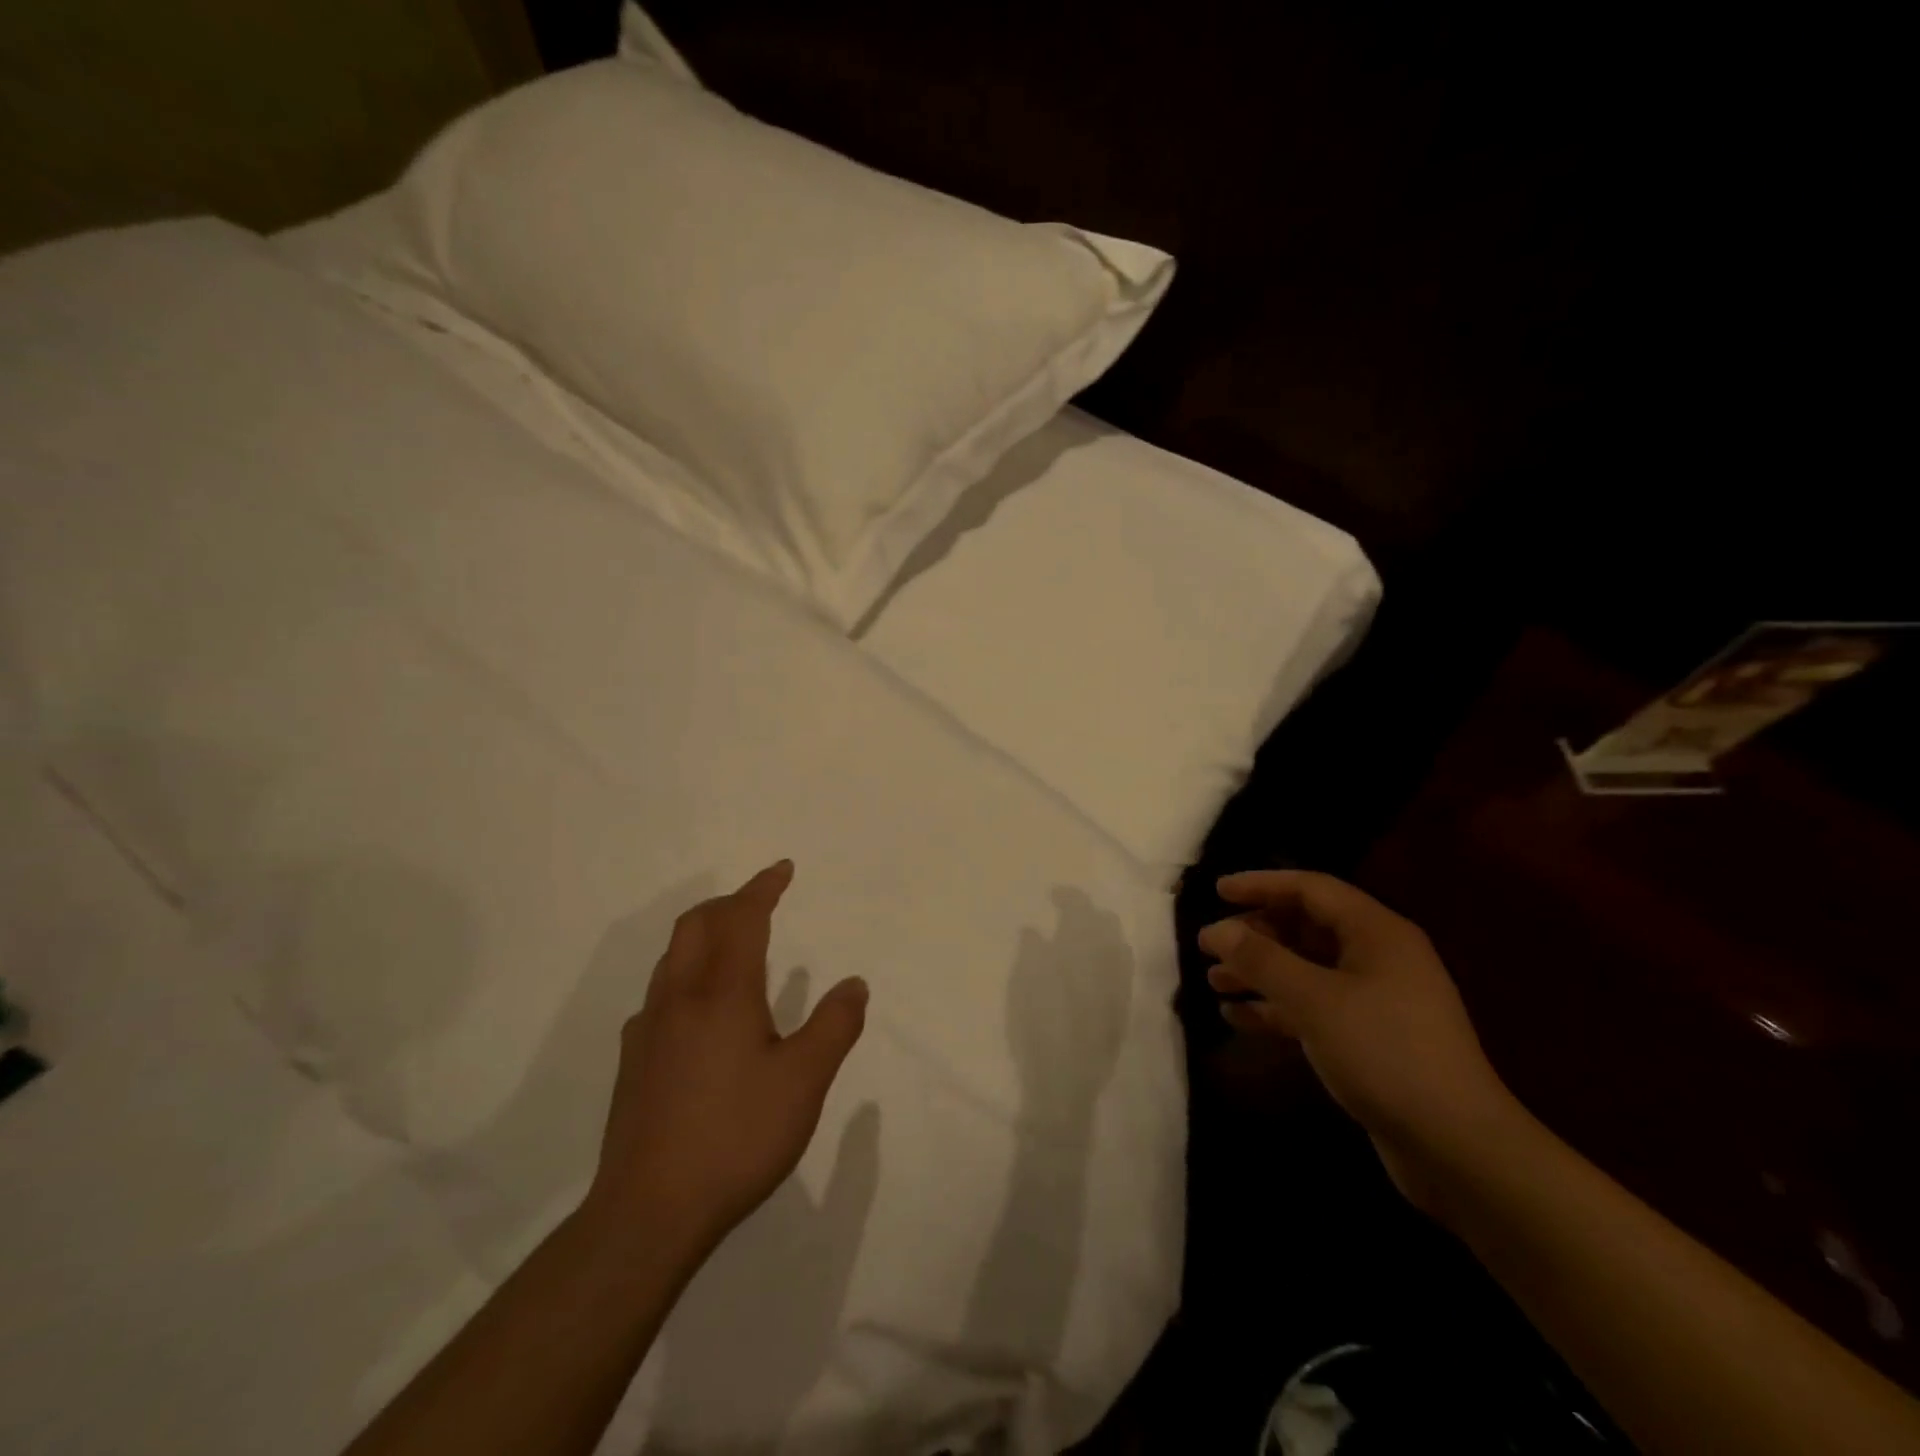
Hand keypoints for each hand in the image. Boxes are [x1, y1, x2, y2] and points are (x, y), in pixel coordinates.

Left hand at [582, 861, 868, 1255]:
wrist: (647, 1212)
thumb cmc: (736, 1137)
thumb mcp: (804, 1082)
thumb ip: (834, 1026)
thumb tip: (854, 983)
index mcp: (722, 993)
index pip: (742, 918)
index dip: (763, 888)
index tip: (782, 869)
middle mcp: (679, 998)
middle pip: (696, 924)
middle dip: (729, 902)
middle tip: (760, 901)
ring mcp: (648, 1029)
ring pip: (673, 957)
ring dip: (704, 934)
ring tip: (734, 946)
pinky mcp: (632, 1061)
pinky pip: (661, 992)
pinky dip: (686, 973)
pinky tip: (700, 1010)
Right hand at [1199, 870, 1517, 1209]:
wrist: (1457, 1147)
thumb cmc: (1384, 1053)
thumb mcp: (1314, 1000)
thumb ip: (1261, 959)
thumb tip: (1216, 929)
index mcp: (1376, 933)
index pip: (1311, 888)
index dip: (1261, 885)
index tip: (1217, 891)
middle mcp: (1377, 957)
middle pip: (1305, 928)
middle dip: (1255, 934)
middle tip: (1210, 944)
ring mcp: (1375, 1000)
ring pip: (1305, 970)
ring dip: (1259, 973)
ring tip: (1213, 981)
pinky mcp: (1368, 1038)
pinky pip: (1312, 1007)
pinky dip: (1275, 1008)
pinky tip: (1237, 1017)